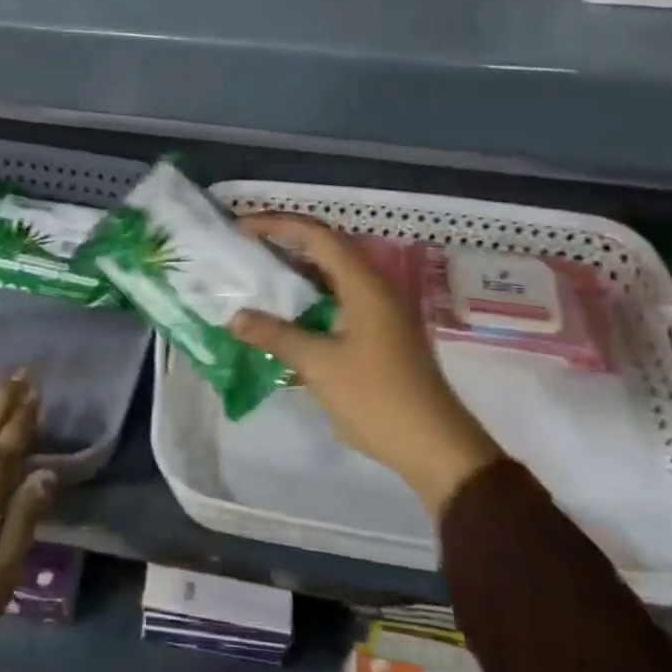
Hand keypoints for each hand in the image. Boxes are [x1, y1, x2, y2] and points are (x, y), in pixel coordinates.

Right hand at [230, 214, 501, 519]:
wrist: (435, 447)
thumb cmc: (377, 399)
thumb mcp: (319, 365)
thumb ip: (276, 335)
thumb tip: (236, 318)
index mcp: (364, 285)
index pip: (317, 235)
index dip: (277, 224)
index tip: (241, 227)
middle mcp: (374, 287)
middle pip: (326, 247)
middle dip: (285, 239)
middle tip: (246, 243)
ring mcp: (380, 310)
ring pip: (333, 273)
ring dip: (297, 267)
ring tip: (259, 270)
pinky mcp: (379, 332)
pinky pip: (338, 297)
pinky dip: (309, 295)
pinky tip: (286, 311)